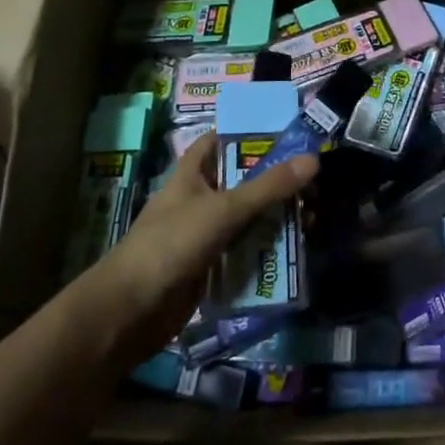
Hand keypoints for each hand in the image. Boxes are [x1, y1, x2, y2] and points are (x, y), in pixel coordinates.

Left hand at [66, 133, 318, 359]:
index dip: (249, 132)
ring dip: (276, 218)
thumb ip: (268, 187)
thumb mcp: (223, 210)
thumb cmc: (171, 245)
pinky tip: (294, 251)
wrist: (130, 312)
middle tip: (314, 183)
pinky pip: (244, 250)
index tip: (287, 132)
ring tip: (312, 217)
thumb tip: (314, 159)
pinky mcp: (210, 265)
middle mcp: (199, 199)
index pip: (220, 140)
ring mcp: (204, 234)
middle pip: (243, 180)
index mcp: (192, 174)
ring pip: (247, 217)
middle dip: (276, 181)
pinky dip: (266, 249)